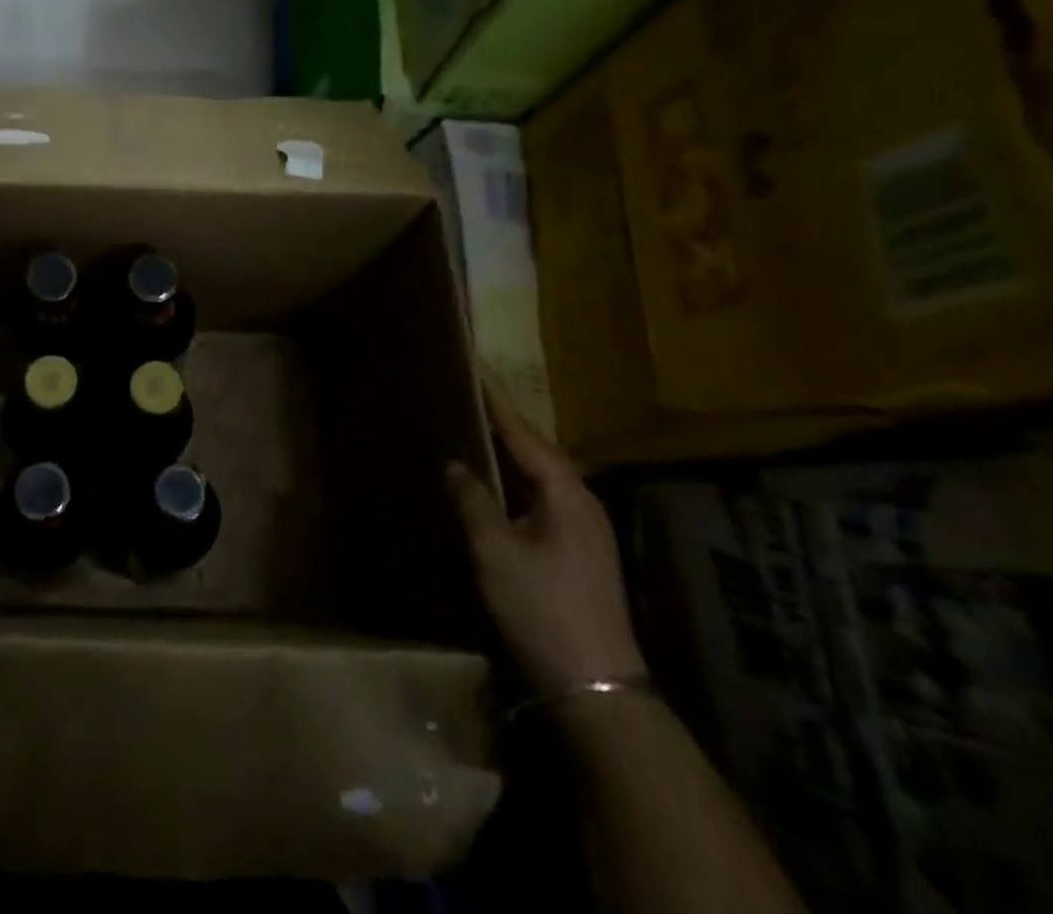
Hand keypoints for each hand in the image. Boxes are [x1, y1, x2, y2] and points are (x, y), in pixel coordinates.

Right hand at [445, 378, 645, 697]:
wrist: (596, 688)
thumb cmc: (542, 608)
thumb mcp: (494, 551)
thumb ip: (472, 499)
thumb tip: (456, 465)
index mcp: (565, 492)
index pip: (522, 431)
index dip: (494, 399)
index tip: (473, 364)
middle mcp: (581, 501)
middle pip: (534, 449)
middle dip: (501, 421)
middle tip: (466, 392)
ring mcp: (584, 529)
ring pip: (538, 475)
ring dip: (506, 452)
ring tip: (472, 429)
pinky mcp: (578, 551)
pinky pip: (539, 498)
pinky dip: (513, 482)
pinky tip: (491, 485)